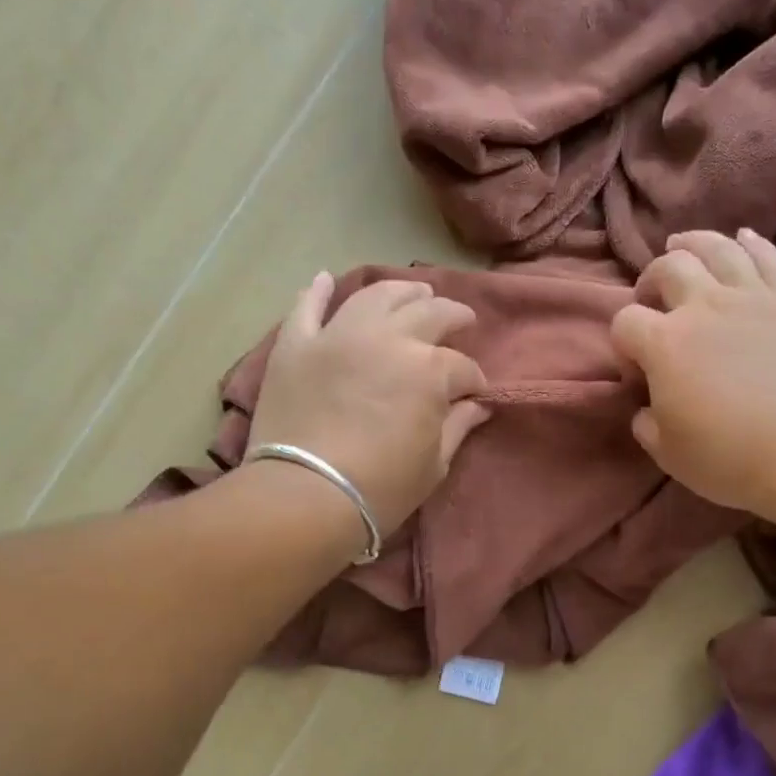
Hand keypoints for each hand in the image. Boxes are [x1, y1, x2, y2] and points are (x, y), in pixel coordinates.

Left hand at [247, 272, 490, 534]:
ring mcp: (338, 335)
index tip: (475, 392)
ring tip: (414, 292)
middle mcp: (388, 338)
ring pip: (375, 295)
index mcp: (428, 370)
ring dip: (400, 290)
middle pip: (428, 313)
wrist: (305, 496)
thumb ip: (457, 427)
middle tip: (461, 319)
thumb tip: (478, 406)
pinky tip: (324, 279)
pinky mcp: (296, 344)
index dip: (473, 379)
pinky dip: (316, 291)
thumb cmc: (380, 489)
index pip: (461, 367)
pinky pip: (307, 307)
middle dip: (452, 315)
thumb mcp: (433, 466)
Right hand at [609, 229, 775, 514]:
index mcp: (664, 344)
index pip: (625, 322)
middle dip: (651, 281)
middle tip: (653, 301)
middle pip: (667, 269)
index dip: (624, 344)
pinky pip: (769, 256)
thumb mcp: (667, 453)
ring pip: (717, 248)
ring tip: (683, 247)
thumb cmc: (729, 457)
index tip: (638, 373)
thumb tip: (647, 408)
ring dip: (693, 244)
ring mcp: (752, 296)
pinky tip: (742, 239)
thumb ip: (647, 423)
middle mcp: (703, 306)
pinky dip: (751, 243)